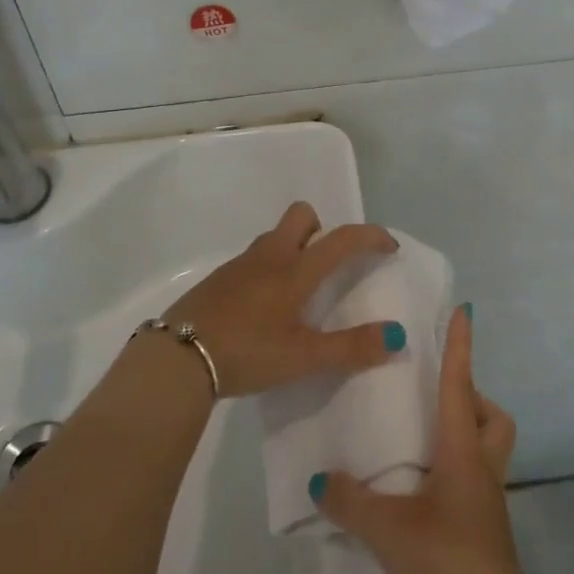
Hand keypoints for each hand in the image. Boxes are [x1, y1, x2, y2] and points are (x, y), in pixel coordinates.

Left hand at [161, 202, 403, 397]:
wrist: (177, 358)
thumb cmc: (248, 352)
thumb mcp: (304, 358)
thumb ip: (351, 348)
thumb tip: (396, 336)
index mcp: (295, 271)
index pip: (342, 239)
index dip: (371, 237)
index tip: (389, 247)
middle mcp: (269, 256)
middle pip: (301, 215)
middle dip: (322, 229)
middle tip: (329, 266)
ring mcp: (239, 265)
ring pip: (275, 237)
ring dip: (293, 249)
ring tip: (298, 292)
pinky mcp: (218, 279)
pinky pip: (253, 259)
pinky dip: (268, 269)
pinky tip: (263, 308)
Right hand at [314, 306, 522, 573]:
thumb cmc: (444, 557)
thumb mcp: (386, 527)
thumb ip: (349, 500)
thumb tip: (320, 479)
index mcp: (461, 449)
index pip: (461, 384)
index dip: (461, 346)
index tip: (464, 312)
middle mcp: (481, 466)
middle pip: (492, 416)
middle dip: (472, 398)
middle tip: (435, 398)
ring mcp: (488, 499)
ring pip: (489, 448)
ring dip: (467, 433)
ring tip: (425, 440)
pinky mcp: (486, 527)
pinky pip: (476, 479)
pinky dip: (456, 469)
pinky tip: (424, 489)